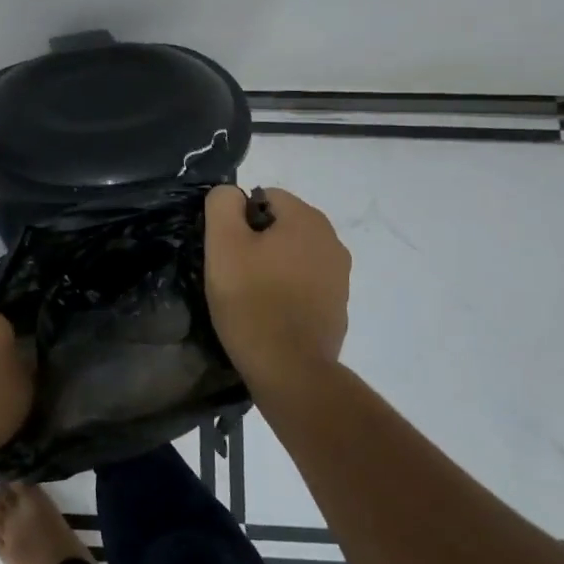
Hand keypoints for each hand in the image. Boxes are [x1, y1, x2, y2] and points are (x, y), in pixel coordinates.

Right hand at [204, 185, 351, 394]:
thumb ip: (223, 204)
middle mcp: (332, 240)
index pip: (265, 196)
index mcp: (307, 219)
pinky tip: (271, 313)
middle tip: (234, 272)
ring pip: (294, 254)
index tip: (227, 250)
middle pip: (282, 225)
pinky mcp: (339, 305)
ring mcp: (340, 275)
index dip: (239, 219)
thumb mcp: (223, 243)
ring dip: (272, 265)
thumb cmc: (252, 300)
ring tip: (251, 295)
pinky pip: (305, 282)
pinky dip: (288, 289)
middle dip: (257, 241)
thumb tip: (231, 195)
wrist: (289, 368)